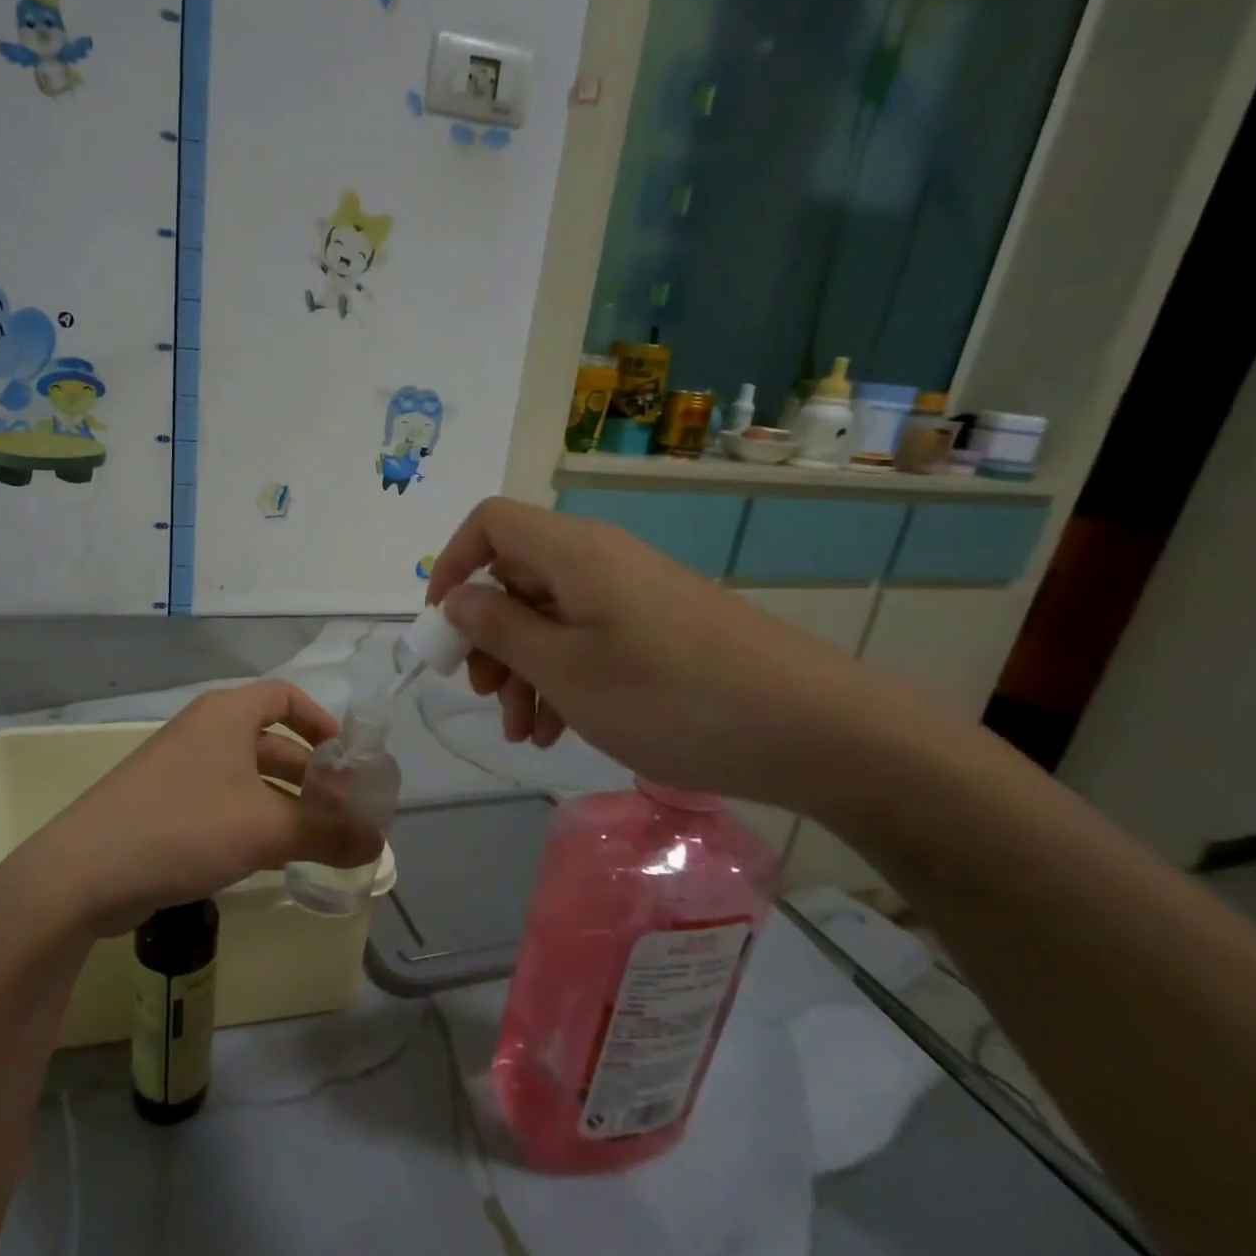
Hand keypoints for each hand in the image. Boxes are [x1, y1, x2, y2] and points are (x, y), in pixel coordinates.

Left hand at [0, 682, 383, 937]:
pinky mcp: (163, 805)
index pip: (285, 697)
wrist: (82, 873)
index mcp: (227, 715)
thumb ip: (327, 834)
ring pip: (247, 777)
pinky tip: (271, 856)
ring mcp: (179, 769)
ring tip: (318, 840)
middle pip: (271, 742)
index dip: (321, 722)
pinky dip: (253, 821)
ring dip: (284, 803)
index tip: (346, 758)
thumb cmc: (184, 828)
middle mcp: (203, 732)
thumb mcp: (266, 830)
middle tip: (343, 811)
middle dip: (310, 775)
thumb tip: (380, 844)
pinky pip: (223, 803)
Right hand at [426, 498, 884, 811]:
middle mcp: (600, 561)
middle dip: (489, 639)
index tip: (443, 625)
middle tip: (486, 695)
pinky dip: (563, 679)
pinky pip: (588, 640)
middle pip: (516, 577)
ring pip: (549, 618)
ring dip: (524, 672)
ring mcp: (632, 596)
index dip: (453, 563)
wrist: (812, 729)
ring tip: (526, 733)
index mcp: (573, 553)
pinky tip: (561, 732)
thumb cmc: (669, 696)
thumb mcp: (564, 669)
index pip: (490, 522)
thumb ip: (499, 629)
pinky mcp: (657, 629)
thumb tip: (457, 599)